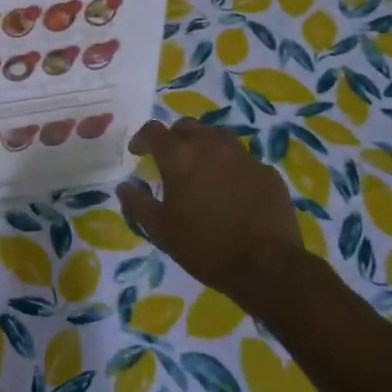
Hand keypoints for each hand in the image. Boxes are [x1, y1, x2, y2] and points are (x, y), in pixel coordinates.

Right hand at [117, 118, 302, 298]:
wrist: (266, 265)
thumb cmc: (204, 246)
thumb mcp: (160, 231)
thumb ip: (137, 204)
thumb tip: (124, 186)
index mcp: (179, 156)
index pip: (154, 130)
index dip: (142, 138)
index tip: (138, 152)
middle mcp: (210, 146)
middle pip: (187, 126)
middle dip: (175, 137)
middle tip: (171, 157)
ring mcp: (243, 156)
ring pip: (218, 136)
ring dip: (204, 144)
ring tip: (202, 166)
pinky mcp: (267, 171)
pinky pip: (244, 159)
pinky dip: (232, 166)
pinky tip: (233, 187)